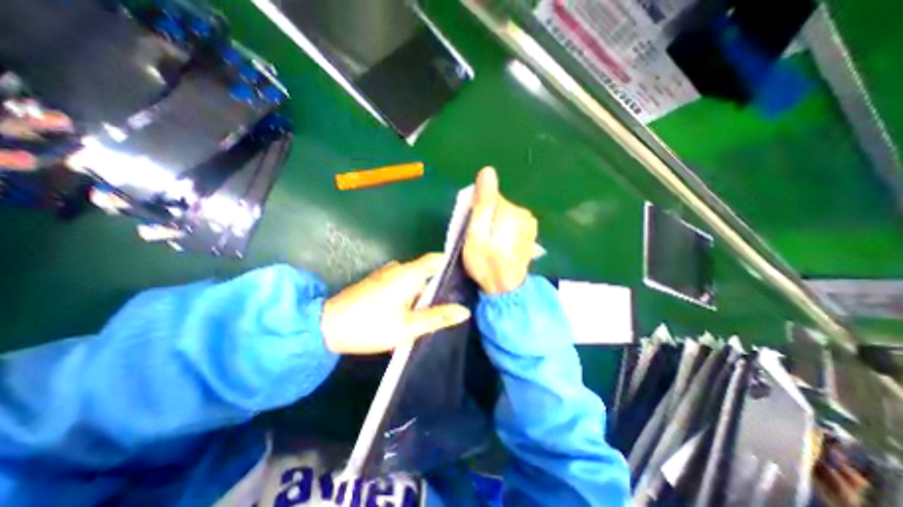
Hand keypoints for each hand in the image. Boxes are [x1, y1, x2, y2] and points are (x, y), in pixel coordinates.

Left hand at [318, 252, 473, 353]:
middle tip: (457, 297)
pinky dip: (414, 291)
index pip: (436, 259)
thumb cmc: (370, 326)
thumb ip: (438, 317)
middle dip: (441, 282)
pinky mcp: (379, 282)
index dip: (452, 264)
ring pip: (415, 277)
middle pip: (427, 269)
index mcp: (408, 273)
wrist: (327, 327)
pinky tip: (418, 307)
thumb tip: (464, 311)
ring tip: (441, 304)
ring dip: (427, 288)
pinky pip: (404, 282)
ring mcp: (387, 273)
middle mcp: (399, 268)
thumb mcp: (408, 326)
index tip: (466, 275)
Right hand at [466, 167, 533, 292]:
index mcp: (511, 211)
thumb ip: (483, 203)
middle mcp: (524, 214)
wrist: (505, 290)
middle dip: (486, 219)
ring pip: (504, 215)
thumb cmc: (486, 263)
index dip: (477, 212)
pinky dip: (503, 232)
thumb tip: (488, 171)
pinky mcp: (529, 235)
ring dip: (494, 226)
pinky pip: (511, 225)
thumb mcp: (477, 233)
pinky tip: (500, 247)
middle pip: (498, 206)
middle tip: (479, 240)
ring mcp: (530, 225)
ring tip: (490, 246)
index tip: (473, 229)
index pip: (490, 198)